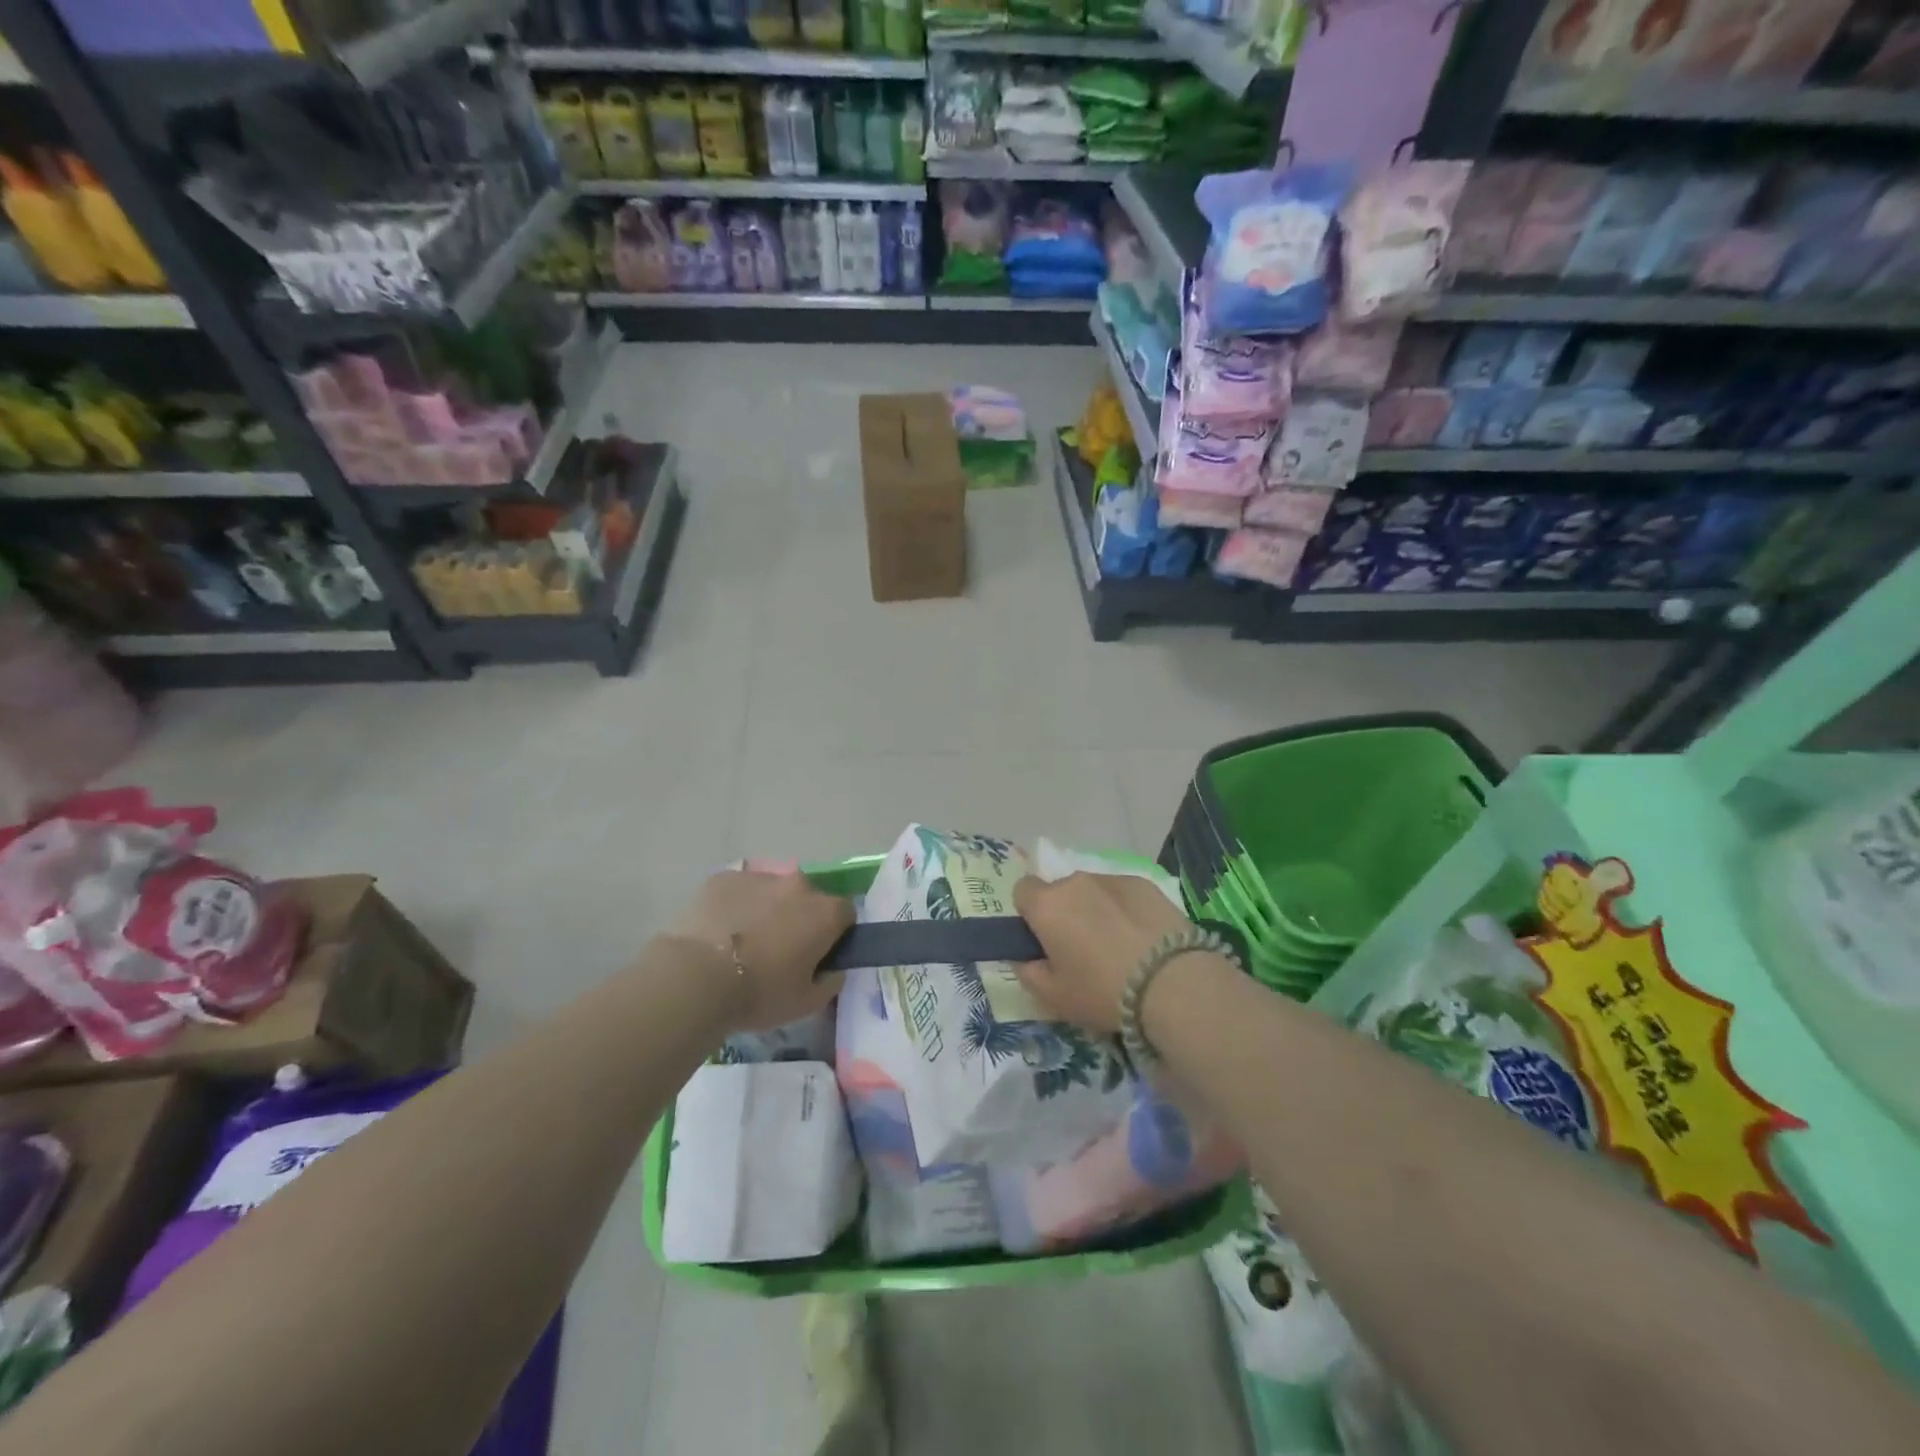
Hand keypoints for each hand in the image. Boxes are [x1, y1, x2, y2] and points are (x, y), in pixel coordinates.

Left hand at [665, 869, 852, 1033]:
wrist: (696, 977)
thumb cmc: (760, 993)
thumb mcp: (807, 1003)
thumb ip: (831, 982)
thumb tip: (833, 969)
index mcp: (825, 912)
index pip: (845, 915)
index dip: (835, 935)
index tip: (819, 956)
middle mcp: (798, 885)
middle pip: (808, 899)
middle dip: (800, 919)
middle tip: (780, 951)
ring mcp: (760, 876)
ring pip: (772, 892)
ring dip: (767, 910)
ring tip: (743, 943)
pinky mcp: (723, 877)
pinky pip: (739, 891)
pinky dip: (736, 906)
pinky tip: (719, 933)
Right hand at [1012, 872, 1193, 1035]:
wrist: (1172, 982)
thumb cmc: (1102, 991)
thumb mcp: (1054, 997)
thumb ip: (1028, 973)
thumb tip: (1024, 958)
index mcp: (1046, 905)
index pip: (1022, 891)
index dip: (1030, 914)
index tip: (1043, 940)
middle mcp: (1075, 882)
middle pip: (1060, 890)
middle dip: (1065, 912)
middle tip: (1081, 948)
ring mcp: (1112, 879)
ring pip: (1092, 890)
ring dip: (1095, 909)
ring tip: (1118, 945)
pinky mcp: (1145, 884)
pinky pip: (1122, 893)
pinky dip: (1125, 910)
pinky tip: (1142, 939)